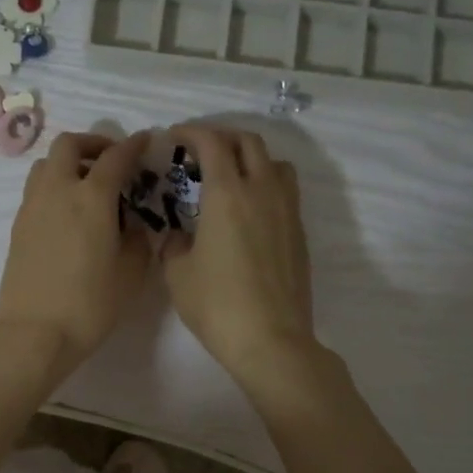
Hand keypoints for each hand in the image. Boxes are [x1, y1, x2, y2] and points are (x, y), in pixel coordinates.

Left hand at [0, 130, 152, 385]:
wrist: (34, 333)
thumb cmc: (90, 305)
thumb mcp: (130, 273)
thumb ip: (136, 239)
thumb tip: (131, 224)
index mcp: (91, 197)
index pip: (115, 157)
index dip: (133, 145)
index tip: (146, 141)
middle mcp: (58, 191)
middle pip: (69, 145)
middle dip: (93, 143)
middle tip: (112, 161)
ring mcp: (32, 207)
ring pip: (46, 165)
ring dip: (69, 163)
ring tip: (88, 186)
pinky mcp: (18, 227)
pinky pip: (37, 190)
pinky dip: (55, 186)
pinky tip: (70, 213)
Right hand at [163, 125, 317, 395]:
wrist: (270, 339)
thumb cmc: (216, 304)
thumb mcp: (177, 274)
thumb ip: (174, 244)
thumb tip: (179, 237)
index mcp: (227, 194)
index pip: (212, 142)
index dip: (191, 132)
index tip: (174, 136)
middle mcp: (262, 191)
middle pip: (249, 142)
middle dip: (222, 137)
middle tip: (200, 151)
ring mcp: (287, 211)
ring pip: (274, 163)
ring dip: (251, 158)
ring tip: (231, 175)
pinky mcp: (299, 233)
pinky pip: (285, 191)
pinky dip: (265, 184)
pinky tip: (248, 210)